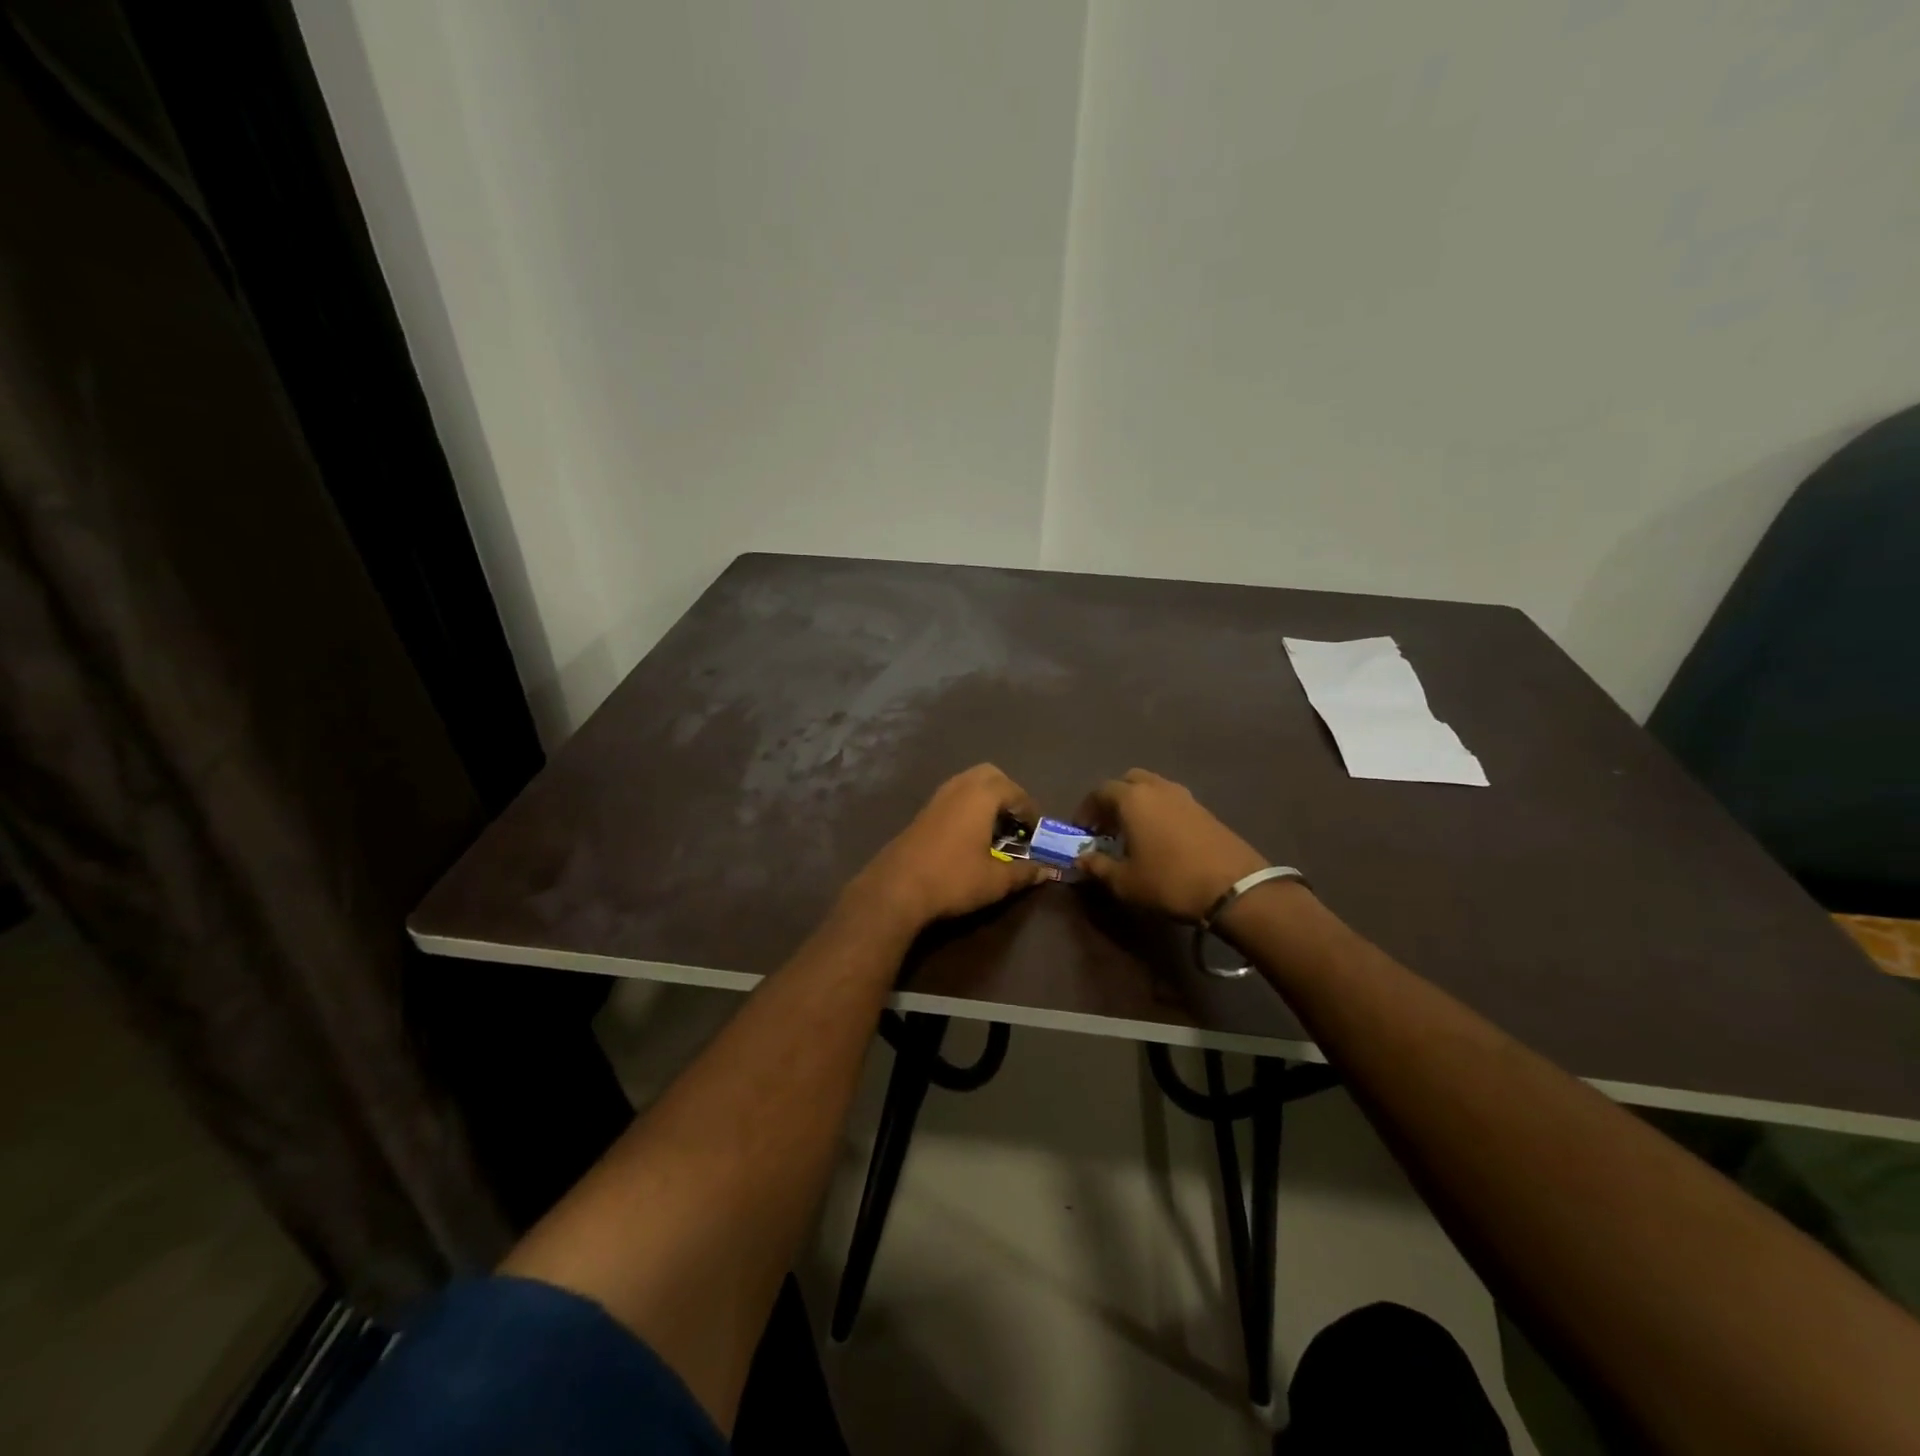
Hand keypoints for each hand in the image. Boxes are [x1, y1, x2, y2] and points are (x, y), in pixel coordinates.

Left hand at [848, 764, 1056, 932]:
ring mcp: (937, 798)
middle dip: (1007, 794)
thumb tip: (1047, 870)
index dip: (1030, 811)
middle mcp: (959, 788)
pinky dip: (968, 807)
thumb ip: (1024, 872)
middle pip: (990, 776)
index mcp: (981, 796)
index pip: (1015, 791)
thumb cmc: (953, 879)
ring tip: (996, 829)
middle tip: (1016, 821)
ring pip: (968, 784)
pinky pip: (953, 797)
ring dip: (986, 799)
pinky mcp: (922, 813)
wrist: (896, 888)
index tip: (1037, 832)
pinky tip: (970, 836)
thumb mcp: (996, 880)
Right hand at [1073, 769, 1267, 921]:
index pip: (1100, 792)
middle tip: (1107, 826)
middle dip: (1113, 799)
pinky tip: (1160, 838)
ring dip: (1138, 803)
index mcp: (1132, 799)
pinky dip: (1159, 811)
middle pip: (1128, 781)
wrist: (1234, 888)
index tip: (1082, 831)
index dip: (1086, 810)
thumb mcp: (1125, 882)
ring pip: (1153, 788)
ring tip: (1133, 832)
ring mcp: (1185, 797)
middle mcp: (1158, 788)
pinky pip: (1172, 801)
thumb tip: (1081, 860)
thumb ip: (1098, 867)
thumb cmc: (1169, 881)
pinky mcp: (1205, 810)